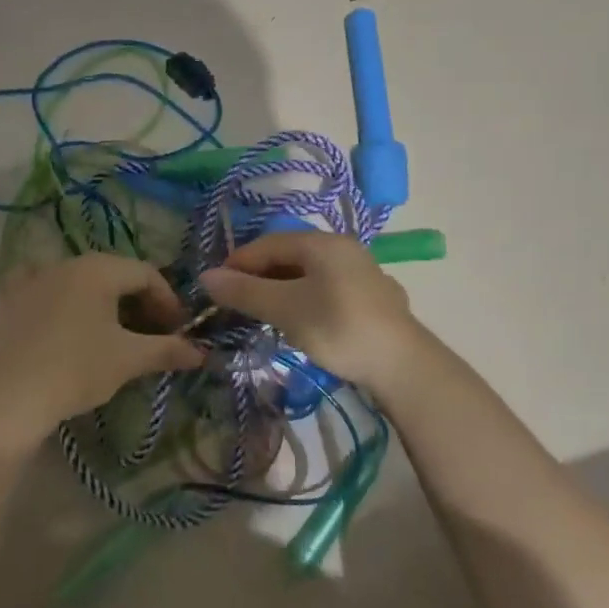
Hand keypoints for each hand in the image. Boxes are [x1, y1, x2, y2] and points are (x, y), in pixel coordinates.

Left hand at [0, 255, 203, 435]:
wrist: (8, 397)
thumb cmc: (77, 369)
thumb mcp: (129, 359)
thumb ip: (168, 350)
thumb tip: (202, 352)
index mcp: (99, 268)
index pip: (147, 274)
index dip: (169, 301)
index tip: (178, 331)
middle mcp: (66, 263)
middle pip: (114, 275)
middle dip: (139, 302)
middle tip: (152, 334)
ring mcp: (34, 280)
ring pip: (81, 284)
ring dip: (105, 305)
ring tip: (114, 336)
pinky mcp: (10, 302)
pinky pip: (47, 294)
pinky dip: (65, 305)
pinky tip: (67, 326)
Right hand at [198, 232, 426, 391]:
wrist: (402, 365)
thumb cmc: (338, 328)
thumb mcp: (285, 309)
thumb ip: (245, 291)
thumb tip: (206, 276)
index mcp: (322, 243)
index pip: (268, 243)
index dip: (237, 263)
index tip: (215, 288)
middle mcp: (343, 248)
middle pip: (289, 255)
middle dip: (258, 276)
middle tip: (236, 303)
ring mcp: (361, 272)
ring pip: (309, 273)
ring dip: (281, 289)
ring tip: (262, 313)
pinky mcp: (371, 298)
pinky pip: (327, 289)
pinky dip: (304, 299)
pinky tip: (300, 320)